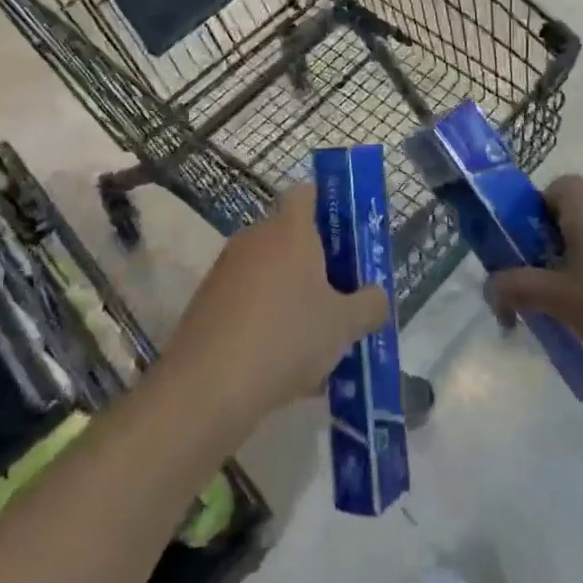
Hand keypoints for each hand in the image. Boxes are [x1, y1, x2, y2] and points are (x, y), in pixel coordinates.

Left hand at [166, 184, 388, 425]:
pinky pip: (249, 302)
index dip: (330, 208)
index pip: (307, 193)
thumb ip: (370, 305)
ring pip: (271, 274)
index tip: (349, 238)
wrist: (206, 389)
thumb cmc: (286, 338)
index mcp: (289, 229)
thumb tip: (376, 297)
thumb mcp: (345, 325)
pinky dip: (268, 321)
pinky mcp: (207, 304)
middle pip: (291, 237)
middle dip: (318, 264)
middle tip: (344, 296)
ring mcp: (226, 271)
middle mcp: (254, 238)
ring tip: (319, 342)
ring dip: (294, 297)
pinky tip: (286, 366)